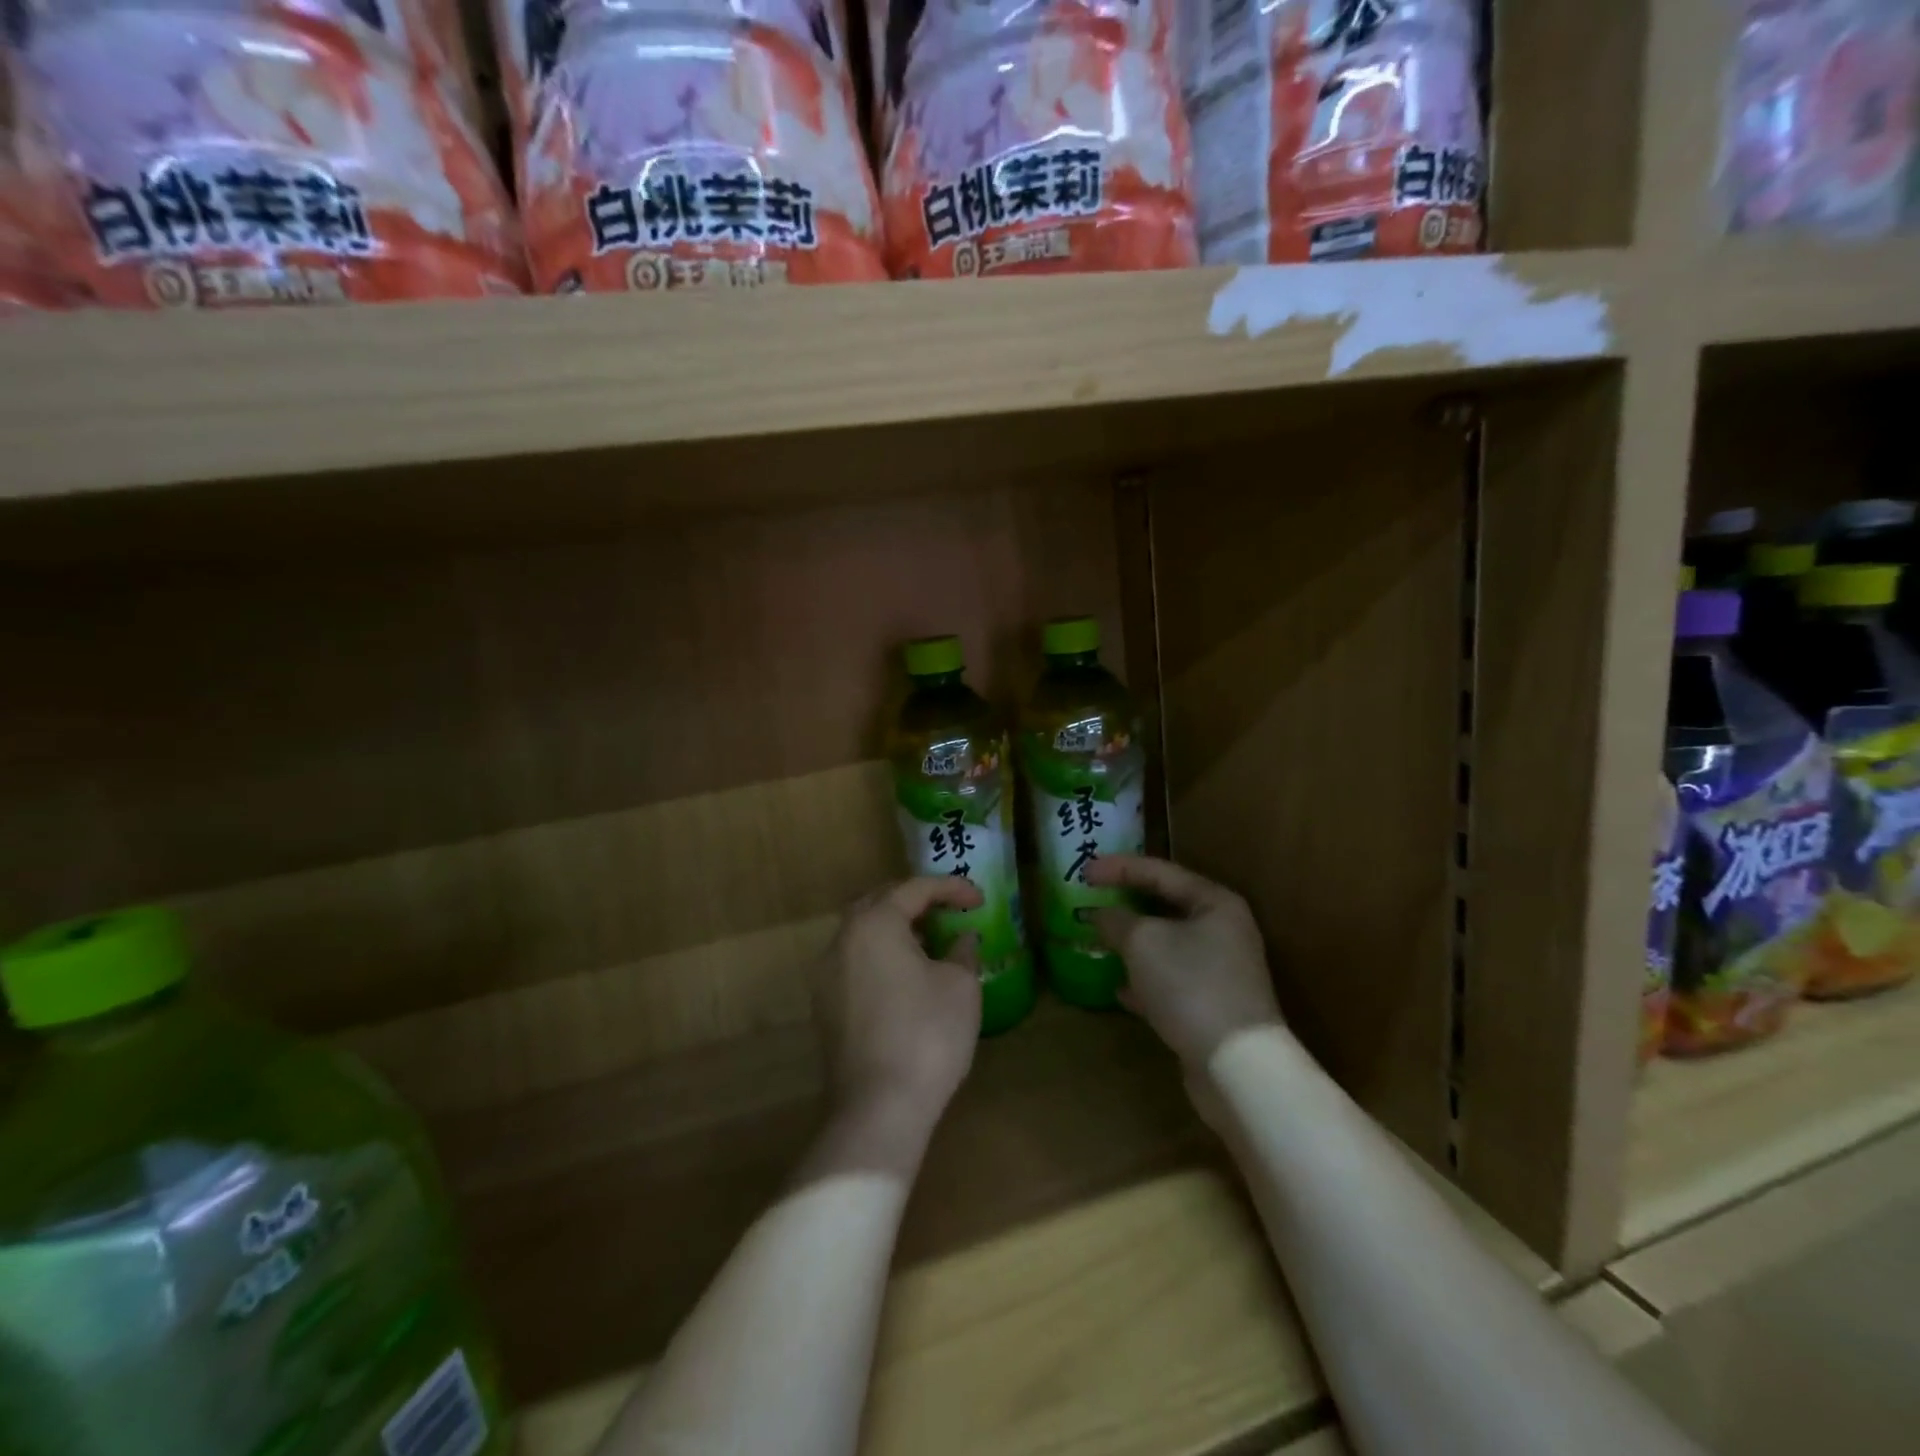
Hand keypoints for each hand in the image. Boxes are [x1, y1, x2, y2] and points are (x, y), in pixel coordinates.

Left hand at [810, 877, 983, 1153]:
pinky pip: (854, 962)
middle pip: (879, 902)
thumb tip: (962, 939)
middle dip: (915, 901)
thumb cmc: (927, 1035)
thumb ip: (962, 951)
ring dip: (896, 929)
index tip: (979, 900)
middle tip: (948, 911)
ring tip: (929, 943)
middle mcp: (843, 940)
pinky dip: (880, 956)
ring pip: (862, 933)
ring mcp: (827, 975)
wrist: (878, 1108)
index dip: (951, 888)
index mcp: (874, 924)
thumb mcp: (960, 987)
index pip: (914, 888)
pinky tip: (905, 978)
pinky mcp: (825, 1006)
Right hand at [1084, 855, 1282, 1070]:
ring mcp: (1221, 971)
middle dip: (1127, 904)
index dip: (1119, 867)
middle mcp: (1224, 931)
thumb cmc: (1190, 985)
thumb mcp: (1142, 942)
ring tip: (1100, 940)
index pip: (1160, 871)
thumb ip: (1116, 920)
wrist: (1236, 1065)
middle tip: (1093, 899)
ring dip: (1133, 943)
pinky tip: (1119, 989)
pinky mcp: (1213, 1006)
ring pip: (1167, 946)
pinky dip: (1145, 981)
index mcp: (1214, 903)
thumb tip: (1101, 915)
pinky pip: (1171, 981)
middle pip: (1166, 907)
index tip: (1084, 869)